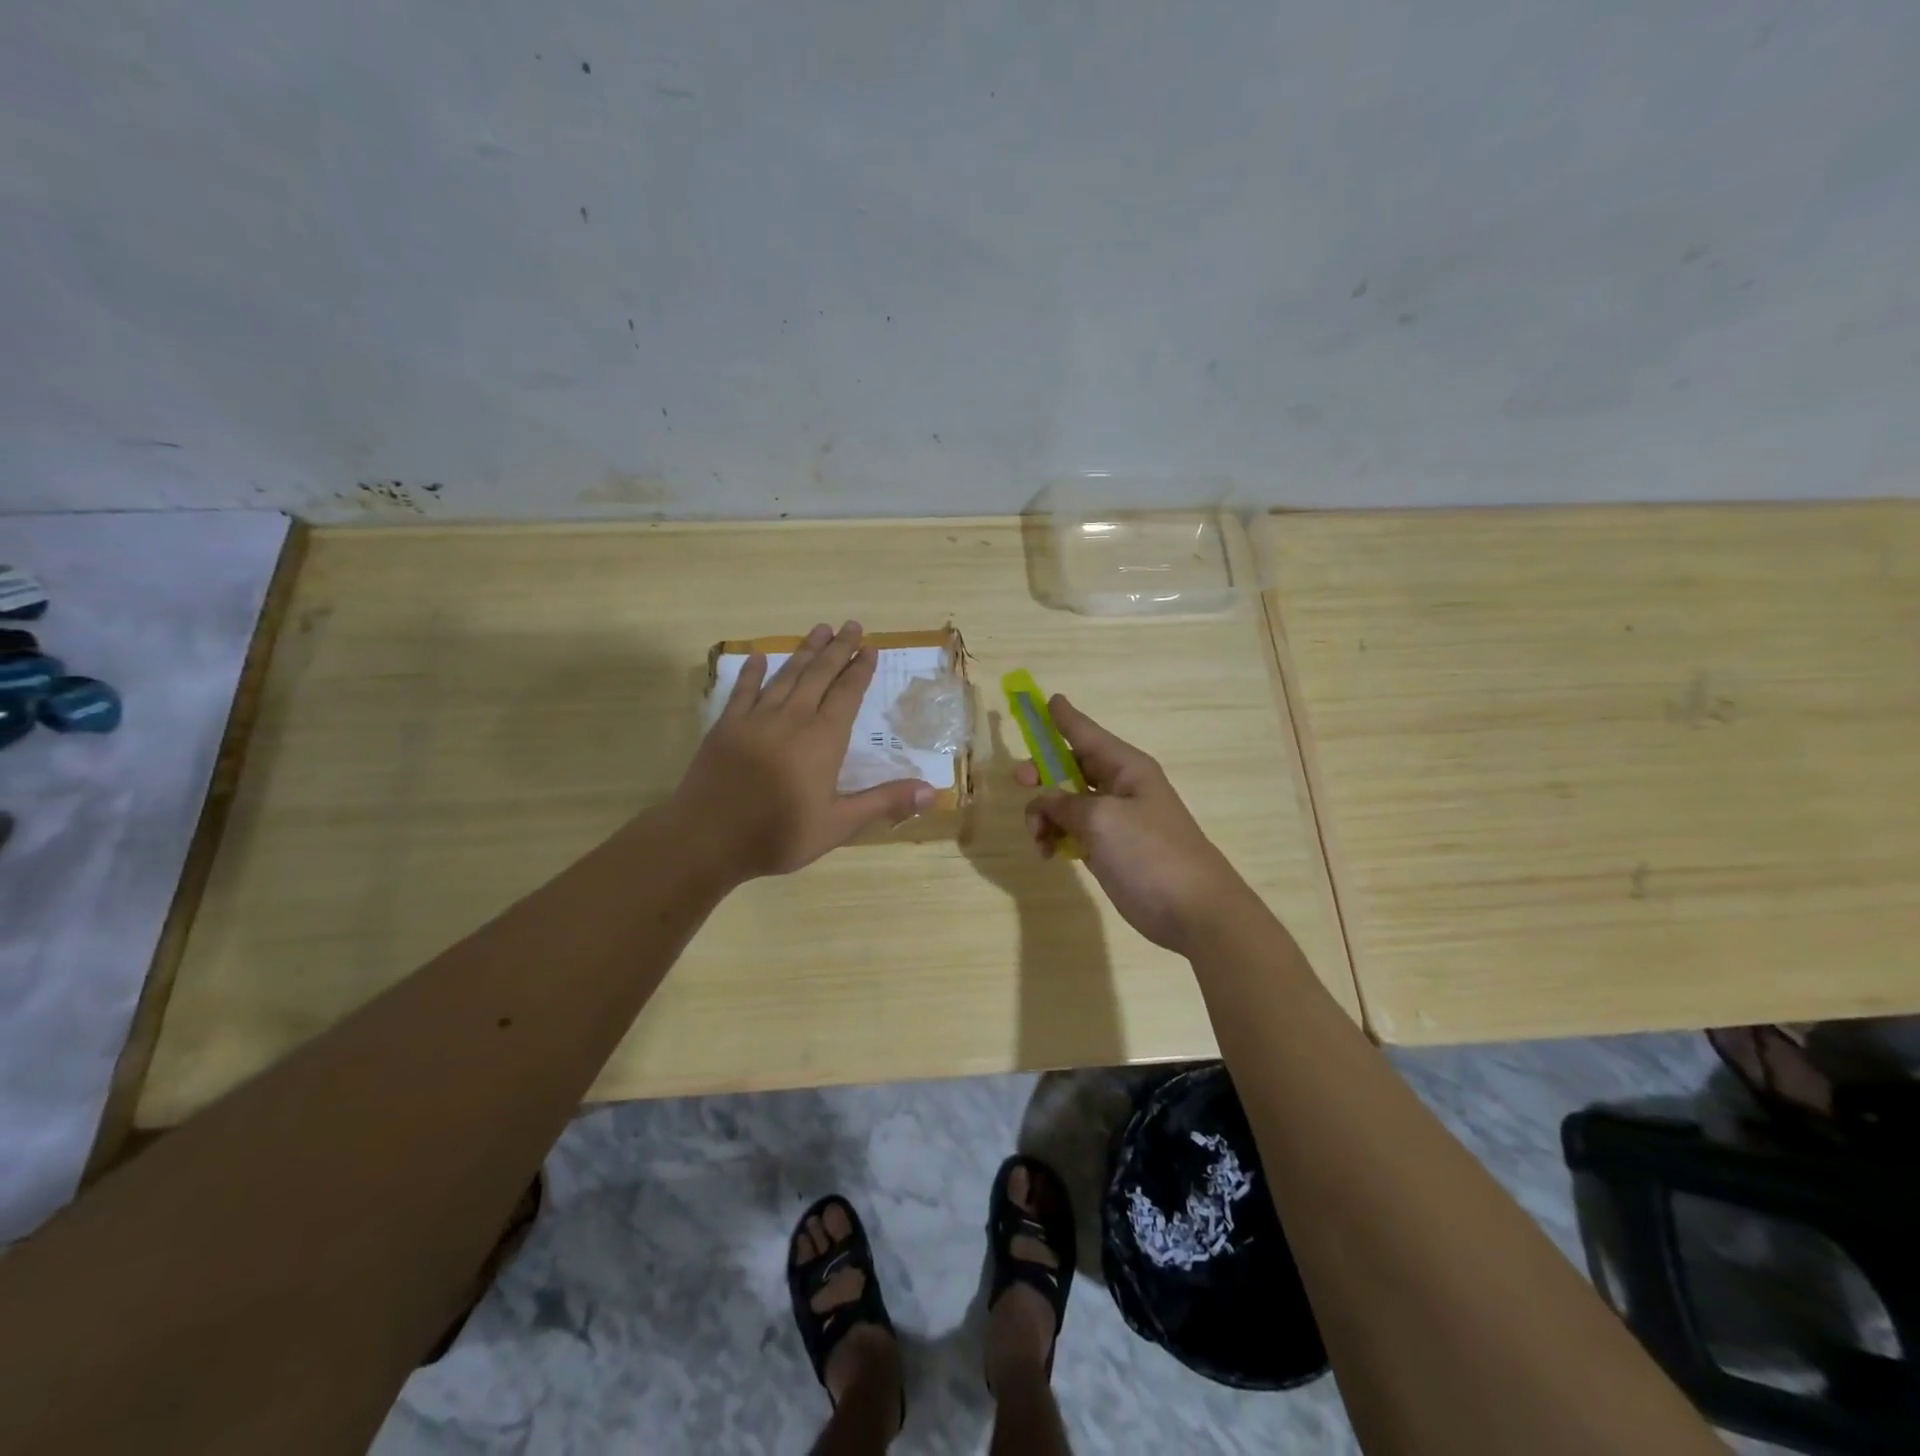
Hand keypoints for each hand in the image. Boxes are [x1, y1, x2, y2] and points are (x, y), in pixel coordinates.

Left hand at [675, 622, 934, 879]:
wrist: (706, 839)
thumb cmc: (777, 836)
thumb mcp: (838, 826)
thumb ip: (884, 803)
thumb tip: (933, 792)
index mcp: (822, 740)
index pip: (846, 695)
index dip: (859, 671)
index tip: (869, 648)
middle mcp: (791, 719)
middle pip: (818, 676)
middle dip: (837, 649)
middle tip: (850, 625)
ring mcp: (755, 719)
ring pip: (786, 676)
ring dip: (804, 652)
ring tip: (819, 629)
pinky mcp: (725, 726)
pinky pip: (742, 691)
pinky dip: (752, 672)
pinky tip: (759, 657)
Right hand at [1016, 696, 1252, 954]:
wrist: (1193, 911)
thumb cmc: (1150, 854)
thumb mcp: (1101, 820)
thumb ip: (1064, 804)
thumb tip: (1045, 801)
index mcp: (1126, 767)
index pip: (1086, 733)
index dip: (1063, 717)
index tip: (1045, 698)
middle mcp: (1120, 787)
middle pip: (1071, 766)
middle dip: (1043, 771)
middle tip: (1020, 779)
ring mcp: (1115, 820)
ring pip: (1066, 802)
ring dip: (1045, 814)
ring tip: (1038, 838)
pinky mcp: (1109, 849)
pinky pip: (1073, 831)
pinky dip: (1056, 837)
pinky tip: (1049, 854)